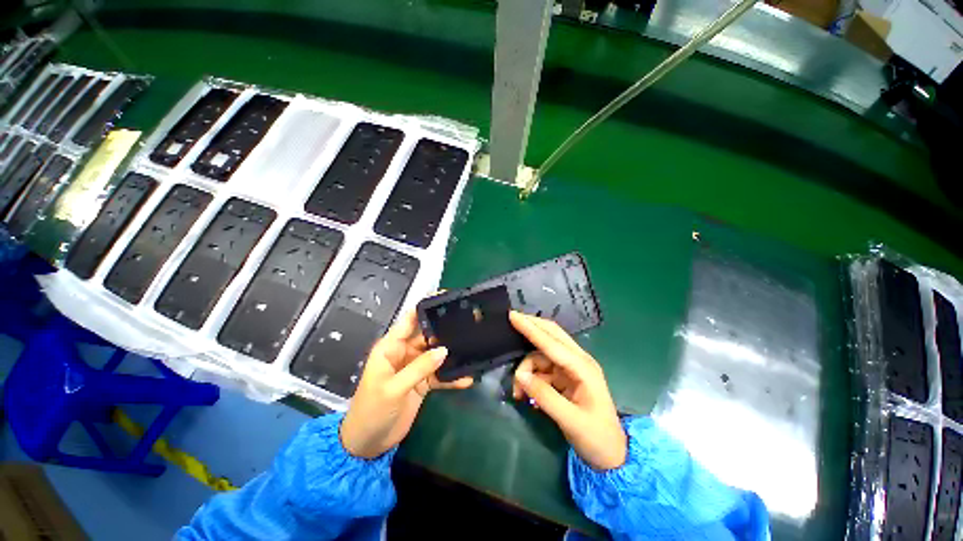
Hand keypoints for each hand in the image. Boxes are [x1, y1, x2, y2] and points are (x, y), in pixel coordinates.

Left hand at [340, 310, 472, 458]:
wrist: (368, 444)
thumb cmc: (372, 411)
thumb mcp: (393, 388)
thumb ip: (419, 368)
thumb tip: (444, 350)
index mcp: (391, 347)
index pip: (409, 320)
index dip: (425, 307)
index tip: (445, 297)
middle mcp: (404, 353)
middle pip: (427, 335)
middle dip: (445, 330)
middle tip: (468, 323)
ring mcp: (415, 368)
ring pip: (436, 354)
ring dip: (452, 354)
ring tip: (472, 347)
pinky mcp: (423, 382)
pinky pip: (440, 375)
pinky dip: (452, 377)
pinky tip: (466, 378)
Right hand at [510, 311, 626, 469]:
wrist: (613, 455)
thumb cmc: (596, 438)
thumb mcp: (570, 421)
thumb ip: (544, 396)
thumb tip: (520, 376)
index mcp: (583, 367)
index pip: (552, 342)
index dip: (531, 328)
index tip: (512, 315)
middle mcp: (577, 361)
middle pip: (551, 335)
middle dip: (531, 329)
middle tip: (511, 323)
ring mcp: (571, 369)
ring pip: (541, 355)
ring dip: (526, 369)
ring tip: (518, 393)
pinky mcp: (565, 377)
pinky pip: (542, 369)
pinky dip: (531, 379)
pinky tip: (526, 395)